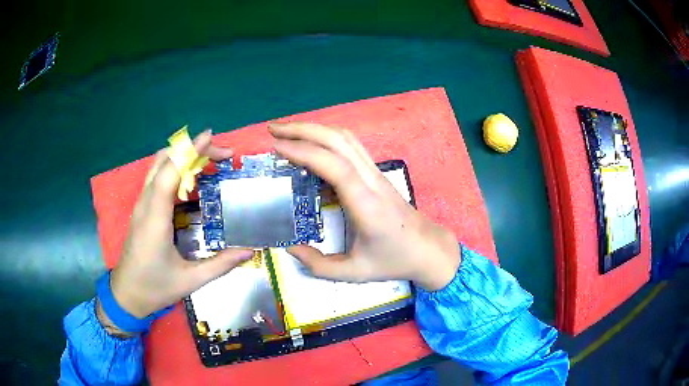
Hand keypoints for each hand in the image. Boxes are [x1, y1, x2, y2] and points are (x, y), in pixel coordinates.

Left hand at [102, 130, 253, 330]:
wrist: (126, 295)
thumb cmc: (154, 288)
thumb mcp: (190, 280)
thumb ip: (220, 264)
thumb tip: (250, 251)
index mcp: (155, 218)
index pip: (170, 171)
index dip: (189, 150)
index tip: (211, 136)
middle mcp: (146, 204)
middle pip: (164, 160)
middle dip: (192, 150)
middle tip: (221, 156)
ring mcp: (142, 205)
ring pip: (159, 166)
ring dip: (183, 157)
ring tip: (210, 164)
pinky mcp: (142, 209)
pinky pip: (158, 178)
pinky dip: (176, 169)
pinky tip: (193, 183)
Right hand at [269, 123, 460, 290]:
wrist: (428, 248)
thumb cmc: (394, 260)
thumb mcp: (354, 272)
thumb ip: (319, 265)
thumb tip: (289, 248)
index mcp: (366, 205)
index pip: (335, 166)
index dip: (305, 152)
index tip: (277, 148)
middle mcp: (372, 181)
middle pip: (339, 141)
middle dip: (304, 129)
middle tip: (273, 130)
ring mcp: (376, 173)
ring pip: (346, 138)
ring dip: (315, 129)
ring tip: (287, 132)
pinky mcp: (376, 173)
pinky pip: (351, 147)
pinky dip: (327, 139)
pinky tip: (310, 148)